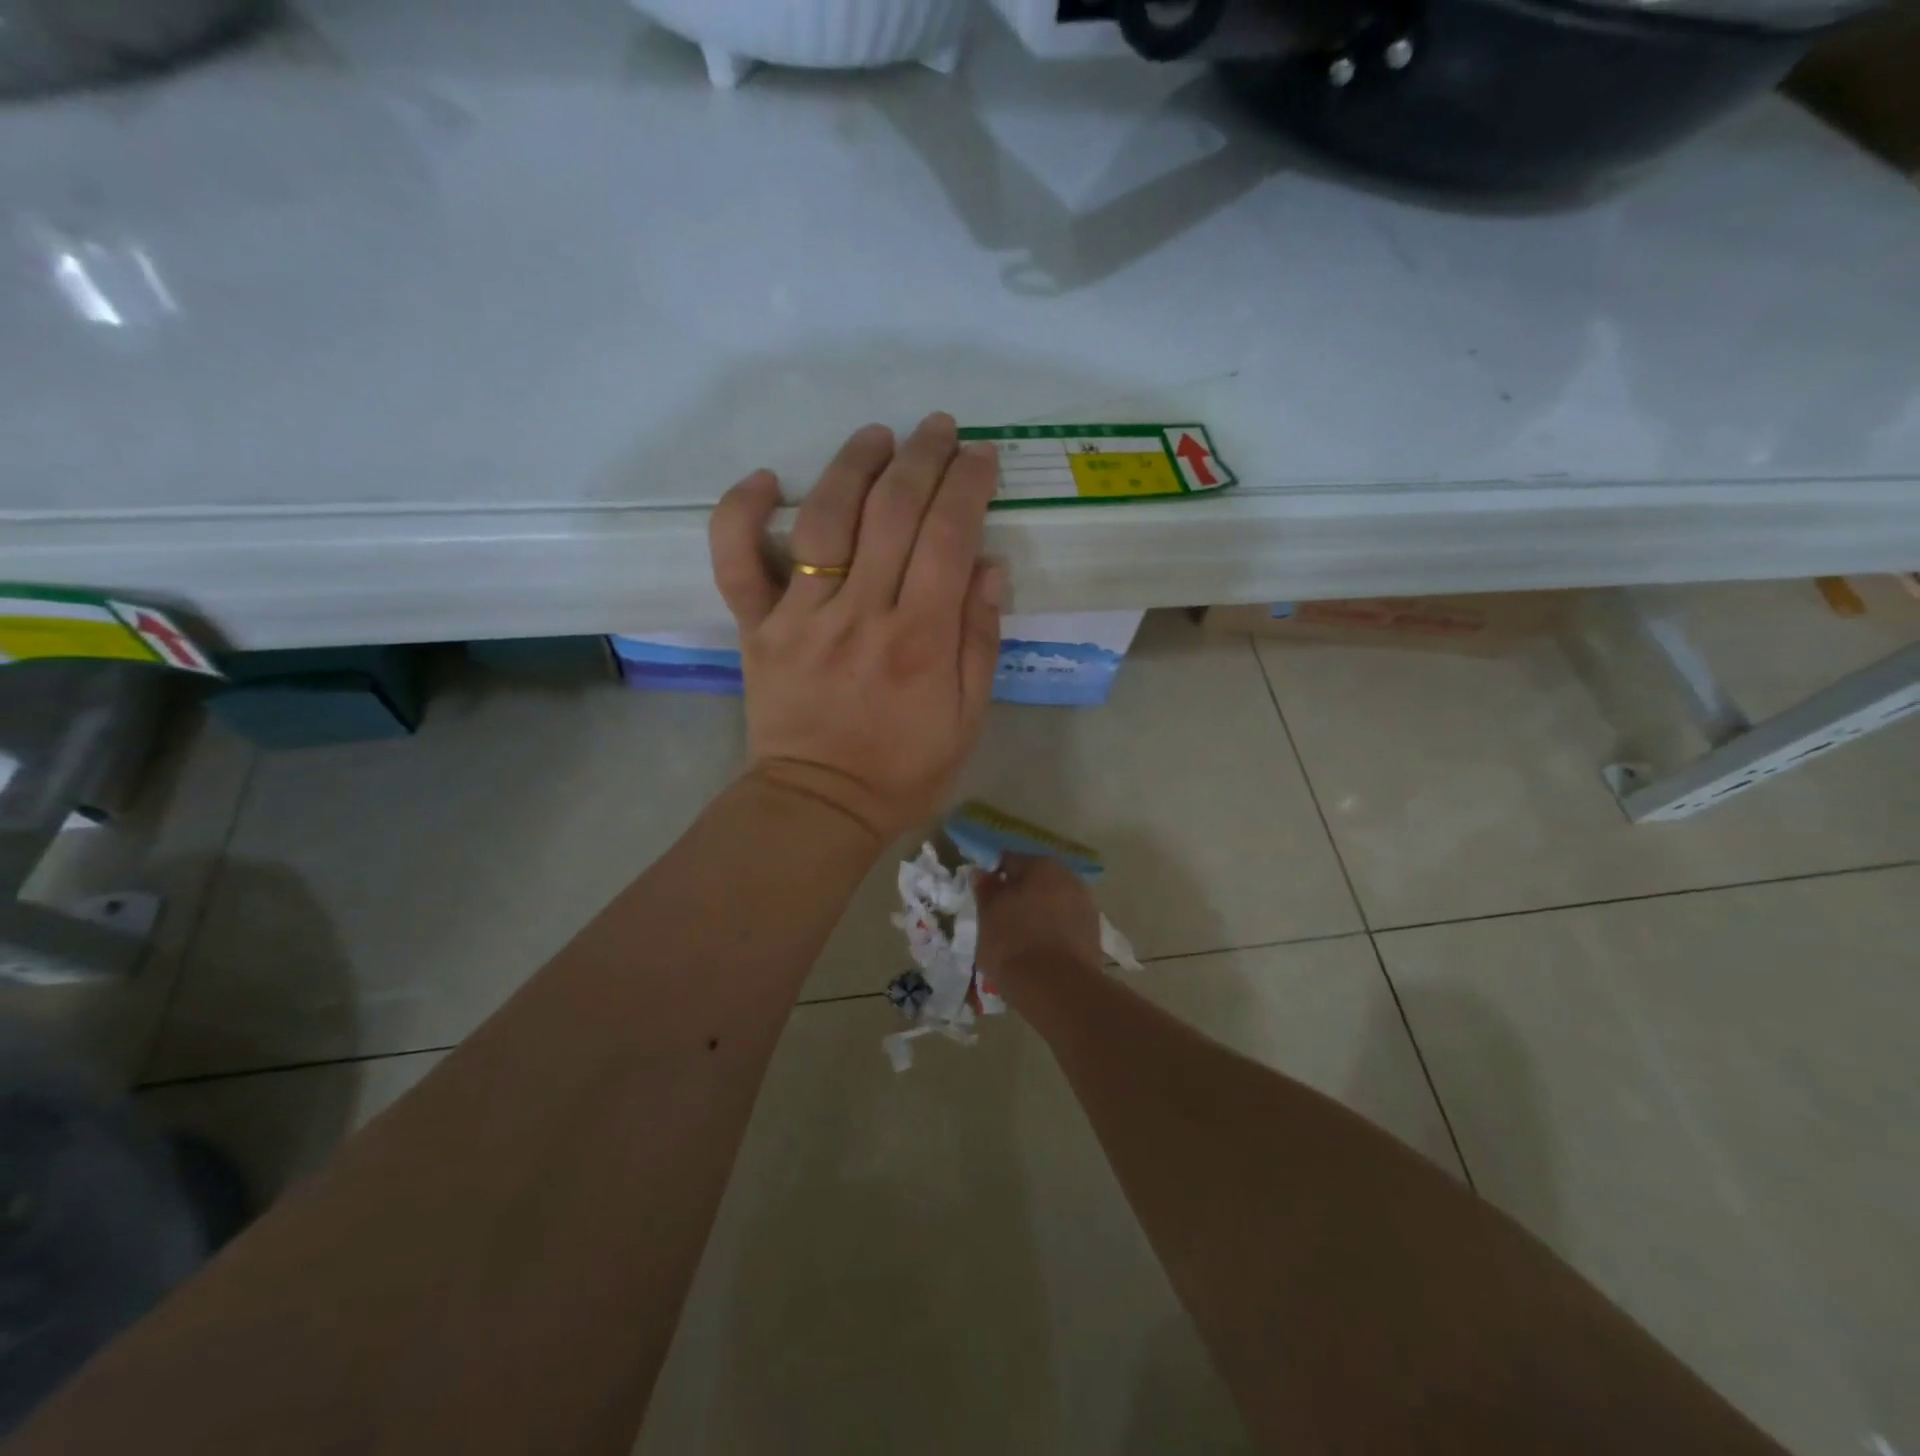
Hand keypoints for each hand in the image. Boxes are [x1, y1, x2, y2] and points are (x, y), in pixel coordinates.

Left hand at [708, 413, 1003, 844]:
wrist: (820, 806)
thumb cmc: (903, 770)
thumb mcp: (967, 718)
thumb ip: (979, 641)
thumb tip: (988, 566)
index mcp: (920, 640)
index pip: (948, 537)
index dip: (967, 486)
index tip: (980, 457)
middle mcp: (861, 615)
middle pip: (892, 513)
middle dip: (921, 458)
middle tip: (938, 428)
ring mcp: (801, 617)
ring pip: (824, 520)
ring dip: (852, 465)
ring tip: (877, 435)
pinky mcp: (757, 628)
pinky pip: (737, 562)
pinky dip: (741, 514)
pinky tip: (766, 479)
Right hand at [974, 854, 1103, 997]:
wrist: (1057, 989)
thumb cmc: (1014, 943)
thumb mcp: (988, 915)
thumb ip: (985, 889)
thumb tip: (982, 873)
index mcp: (1042, 866)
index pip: (1009, 862)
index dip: (993, 879)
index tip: (984, 900)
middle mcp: (1069, 878)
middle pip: (1035, 882)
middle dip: (1019, 896)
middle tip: (999, 920)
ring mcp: (1086, 906)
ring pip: (1052, 905)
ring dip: (1037, 915)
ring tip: (1019, 941)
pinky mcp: (1094, 935)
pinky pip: (1064, 926)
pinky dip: (1052, 933)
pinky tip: (1039, 953)